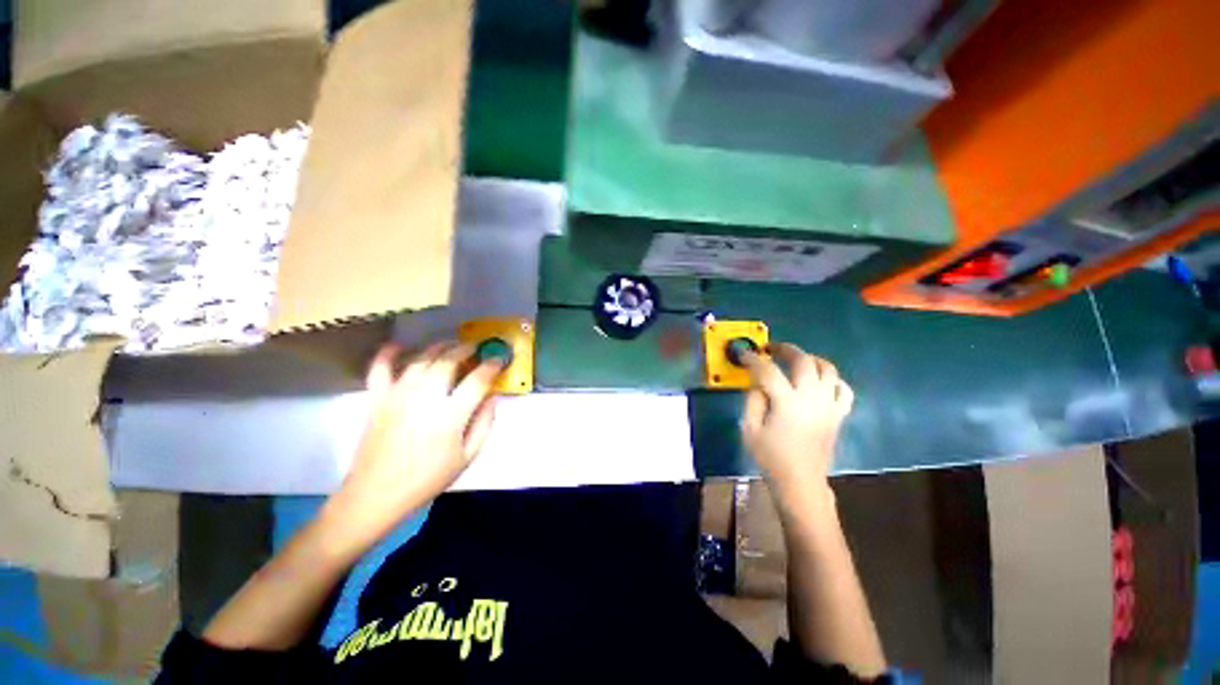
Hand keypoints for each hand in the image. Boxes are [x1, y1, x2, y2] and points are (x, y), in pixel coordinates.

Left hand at [330, 342, 501, 537]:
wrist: (377, 494)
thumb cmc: (428, 478)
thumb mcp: (468, 456)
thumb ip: (485, 423)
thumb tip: (492, 396)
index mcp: (450, 415)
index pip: (477, 380)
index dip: (491, 366)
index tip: (499, 360)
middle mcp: (425, 398)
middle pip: (449, 361)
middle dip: (466, 349)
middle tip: (476, 348)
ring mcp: (398, 395)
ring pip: (421, 359)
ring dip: (439, 347)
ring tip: (451, 344)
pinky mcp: (377, 398)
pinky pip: (380, 368)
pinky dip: (388, 353)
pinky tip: (399, 346)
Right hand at [740, 343, 853, 508]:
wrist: (800, 482)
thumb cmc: (770, 457)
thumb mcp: (750, 428)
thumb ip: (753, 399)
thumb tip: (757, 381)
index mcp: (787, 403)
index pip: (769, 371)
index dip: (754, 359)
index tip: (744, 354)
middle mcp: (812, 399)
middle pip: (804, 361)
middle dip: (785, 349)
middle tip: (771, 349)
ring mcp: (829, 406)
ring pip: (828, 369)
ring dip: (811, 359)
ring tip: (796, 360)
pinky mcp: (838, 415)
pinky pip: (844, 390)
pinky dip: (833, 380)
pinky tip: (820, 381)